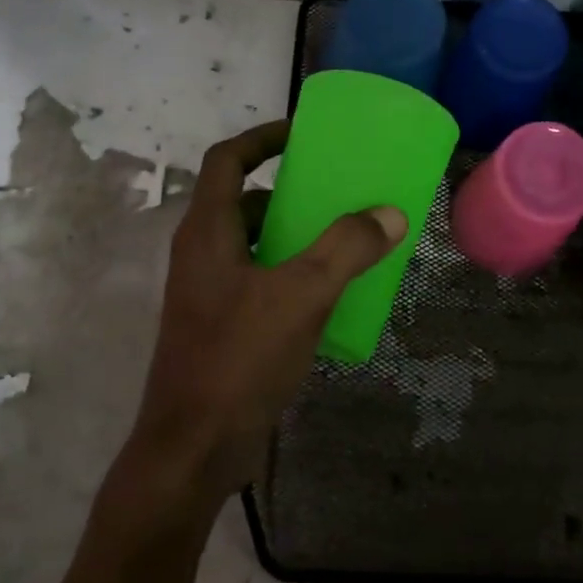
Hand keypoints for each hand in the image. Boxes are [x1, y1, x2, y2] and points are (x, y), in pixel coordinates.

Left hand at [127, 120, 406, 499]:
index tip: (303, 133)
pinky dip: (291, 271)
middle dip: (289, 190)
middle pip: (243, 201)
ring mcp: (208, 291)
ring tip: (343, 237)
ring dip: (294, 234)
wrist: (193, 449)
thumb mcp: (302, 295)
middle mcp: (202, 253)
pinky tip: (329, 291)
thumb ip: (347, 248)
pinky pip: (260, 278)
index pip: (227, 160)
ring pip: (254, 243)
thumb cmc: (239, 358)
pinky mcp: (220, 324)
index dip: (262, 138)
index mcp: (207, 231)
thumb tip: (389, 213)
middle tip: (336, 190)